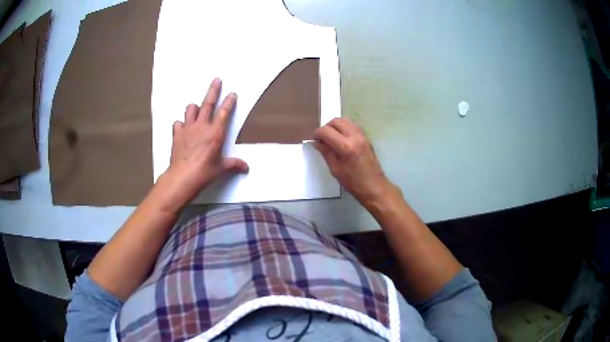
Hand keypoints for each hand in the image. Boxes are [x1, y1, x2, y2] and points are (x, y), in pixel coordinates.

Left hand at [158, 78, 247, 210]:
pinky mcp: (177, 135)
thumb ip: (233, 164)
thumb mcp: (221, 168)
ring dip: (194, 107)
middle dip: (213, 90)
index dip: (229, 102)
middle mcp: (201, 127)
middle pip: (208, 103)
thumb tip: (245, 167)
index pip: (224, 112)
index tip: (232, 93)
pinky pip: (178, 123)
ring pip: (191, 110)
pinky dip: (181, 123)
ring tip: (197, 108)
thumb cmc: (203, 173)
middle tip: (216, 80)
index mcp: (215, 133)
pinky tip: (183, 127)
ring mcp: (188, 129)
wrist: (182, 177)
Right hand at [313, 118, 394, 205]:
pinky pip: (352, 126)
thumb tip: (317, 142)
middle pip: (336, 121)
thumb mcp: (335, 169)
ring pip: (345, 120)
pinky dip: (344, 128)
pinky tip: (341, 140)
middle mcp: (354, 136)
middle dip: (326, 127)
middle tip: (323, 139)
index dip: (317, 134)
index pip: (326, 131)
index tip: (315, 141)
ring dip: (336, 126)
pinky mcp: (366, 137)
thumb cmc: (353, 182)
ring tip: (332, 139)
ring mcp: (362, 135)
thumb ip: (326, 153)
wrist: (374, 186)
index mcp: (345, 146)